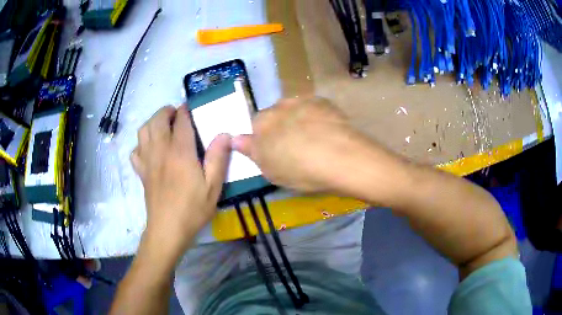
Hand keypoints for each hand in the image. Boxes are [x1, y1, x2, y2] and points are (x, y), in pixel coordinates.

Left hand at [131, 105, 230, 257]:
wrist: (167, 230)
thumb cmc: (192, 209)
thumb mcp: (213, 187)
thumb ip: (218, 158)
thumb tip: (224, 134)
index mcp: (180, 152)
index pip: (181, 121)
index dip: (185, 111)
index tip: (190, 108)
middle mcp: (161, 151)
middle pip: (157, 120)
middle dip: (166, 111)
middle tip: (176, 114)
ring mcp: (148, 161)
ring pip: (143, 131)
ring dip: (152, 122)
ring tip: (162, 126)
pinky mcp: (141, 172)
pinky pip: (135, 151)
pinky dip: (141, 144)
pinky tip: (150, 149)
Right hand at [233, 97, 371, 193]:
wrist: (340, 158)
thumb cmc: (299, 170)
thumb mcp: (269, 170)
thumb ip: (251, 151)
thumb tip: (235, 139)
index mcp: (261, 124)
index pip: (255, 126)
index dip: (264, 139)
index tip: (274, 151)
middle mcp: (279, 107)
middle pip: (275, 115)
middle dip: (280, 127)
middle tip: (293, 146)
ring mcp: (302, 101)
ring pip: (294, 109)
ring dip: (298, 120)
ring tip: (312, 138)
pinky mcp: (324, 101)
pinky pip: (314, 108)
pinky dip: (316, 117)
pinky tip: (326, 131)